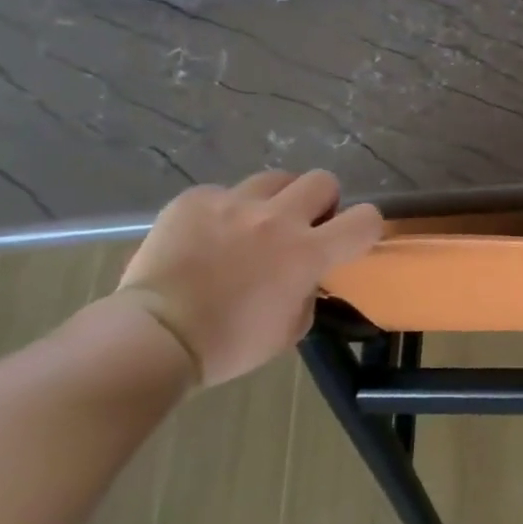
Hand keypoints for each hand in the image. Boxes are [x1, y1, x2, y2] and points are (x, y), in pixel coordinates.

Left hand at [115, 170, 383, 387]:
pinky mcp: (195, 200)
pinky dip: (224, 211)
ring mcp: (234, 203)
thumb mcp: (290, 329)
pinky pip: (224, 192)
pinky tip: (208, 236)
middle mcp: (277, 218)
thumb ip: (309, 292)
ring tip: (255, 225)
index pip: (365, 219)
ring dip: (275, 200)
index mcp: (307, 253)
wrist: (155, 336)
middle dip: (320, 202)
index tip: (351, 238)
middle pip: (322, 180)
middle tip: (303, 226)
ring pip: (275, 179)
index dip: (367, 226)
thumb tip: (305, 275)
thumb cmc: (230, 344)